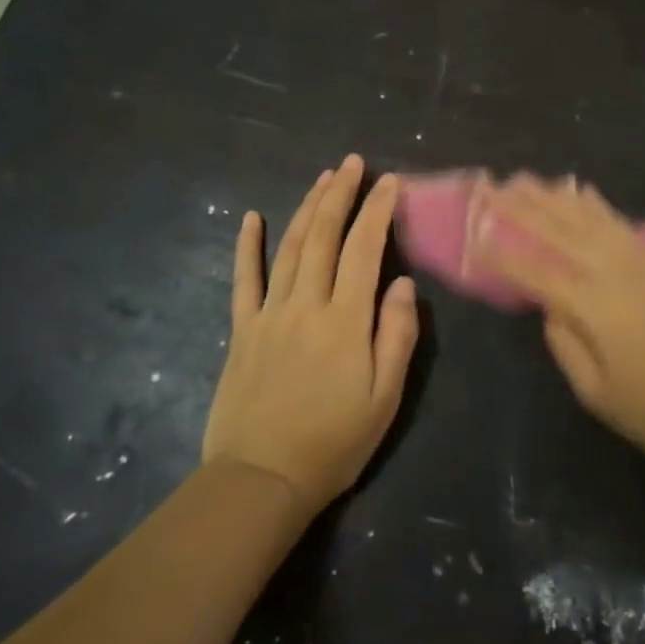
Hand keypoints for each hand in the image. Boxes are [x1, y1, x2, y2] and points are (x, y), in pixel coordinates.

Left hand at [202, 155, 419, 514]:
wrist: (261, 480)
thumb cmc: (333, 443)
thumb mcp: (384, 398)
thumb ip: (397, 336)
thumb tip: (402, 284)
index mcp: (345, 321)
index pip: (365, 250)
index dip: (377, 211)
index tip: (389, 182)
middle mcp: (306, 305)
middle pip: (324, 236)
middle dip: (341, 194)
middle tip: (353, 163)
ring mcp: (269, 314)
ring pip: (290, 247)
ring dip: (307, 208)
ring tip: (323, 178)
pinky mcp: (242, 330)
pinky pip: (244, 279)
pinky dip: (247, 246)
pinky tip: (251, 217)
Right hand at [473, 175, 644, 477]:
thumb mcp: (595, 392)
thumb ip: (564, 343)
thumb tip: (549, 307)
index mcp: (592, 305)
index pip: (534, 272)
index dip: (501, 256)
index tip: (473, 238)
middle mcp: (612, 271)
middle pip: (558, 230)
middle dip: (519, 207)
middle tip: (489, 187)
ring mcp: (636, 262)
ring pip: (586, 216)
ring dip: (552, 195)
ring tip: (523, 178)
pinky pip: (617, 221)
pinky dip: (593, 203)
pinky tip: (579, 190)